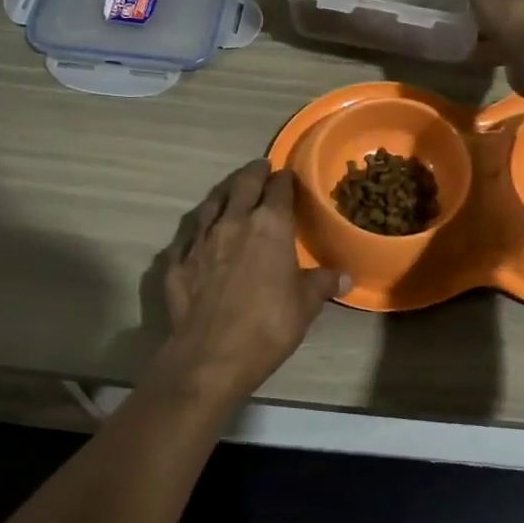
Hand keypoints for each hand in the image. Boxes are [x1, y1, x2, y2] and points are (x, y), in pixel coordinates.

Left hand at [151, 160, 347, 405]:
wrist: (211, 355)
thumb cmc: (268, 325)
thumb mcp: (305, 304)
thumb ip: (322, 283)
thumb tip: (345, 275)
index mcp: (269, 225)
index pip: (279, 189)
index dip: (285, 180)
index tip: (288, 176)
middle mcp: (233, 222)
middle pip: (242, 185)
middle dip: (253, 173)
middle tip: (260, 167)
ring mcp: (201, 240)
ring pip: (211, 204)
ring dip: (223, 193)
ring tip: (230, 190)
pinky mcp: (178, 261)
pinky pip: (188, 236)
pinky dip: (198, 230)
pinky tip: (199, 235)